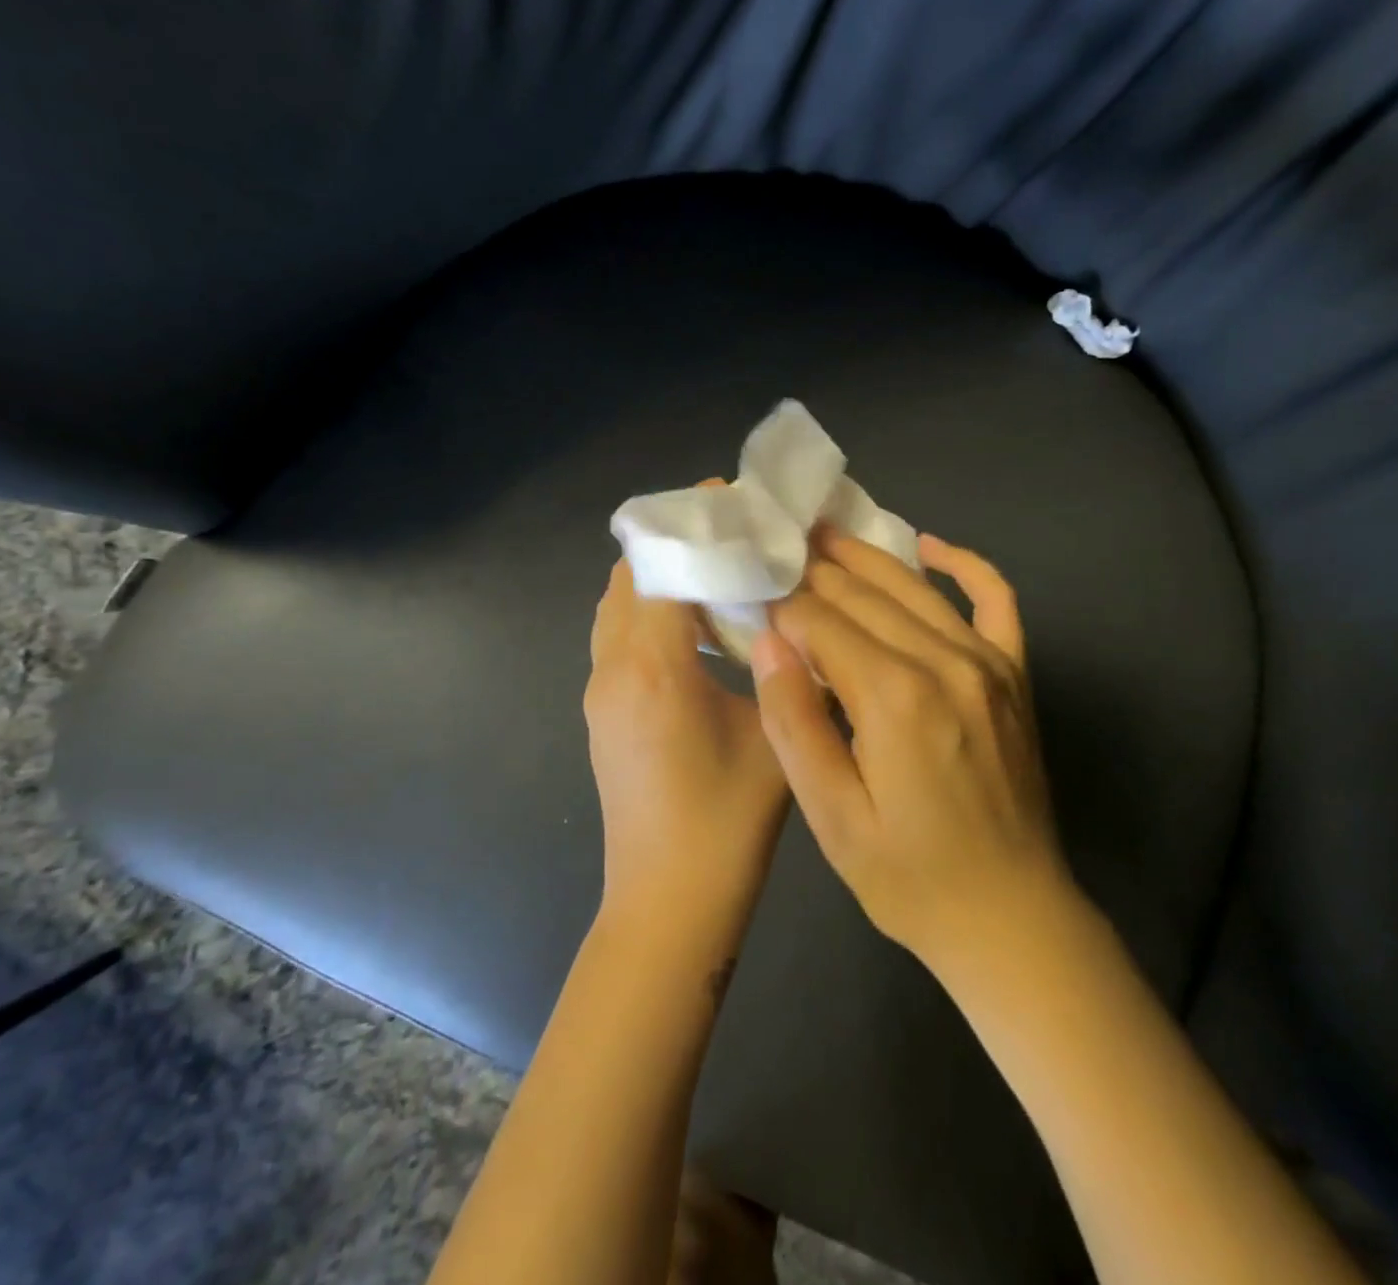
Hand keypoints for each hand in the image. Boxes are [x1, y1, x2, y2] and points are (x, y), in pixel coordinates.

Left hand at [585, 553, 789, 928]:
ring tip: (712, 571)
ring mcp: (598, 693)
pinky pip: (616, 638)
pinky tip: (692, 628)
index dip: (691, 526)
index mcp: (654, 667)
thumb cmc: (728, 822)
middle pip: (628, 578)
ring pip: (616, 609)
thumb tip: (799, 621)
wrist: (668, 902)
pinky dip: (647, 613)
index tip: (725, 496)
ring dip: (655, 579)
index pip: (659, 567)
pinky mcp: (601, 715)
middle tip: (726, 533)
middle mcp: (613, 669)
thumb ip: (787, 668)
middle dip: (672, 545)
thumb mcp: (776, 734)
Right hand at [748, 529, 1073, 967]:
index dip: (780, 603)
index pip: (821, 622)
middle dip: (813, 571)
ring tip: (823, 532)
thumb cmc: (908, 877)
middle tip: (775, 545)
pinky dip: (964, 563)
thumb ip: (795, 723)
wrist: (1010, 916)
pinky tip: (929, 545)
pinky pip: (996, 599)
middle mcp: (944, 662)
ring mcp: (988, 662)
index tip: (749, 588)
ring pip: (914, 588)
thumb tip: (769, 642)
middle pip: (864, 595)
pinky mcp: (1014, 674)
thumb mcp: (832, 817)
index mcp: (893, 697)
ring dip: (866, 556)